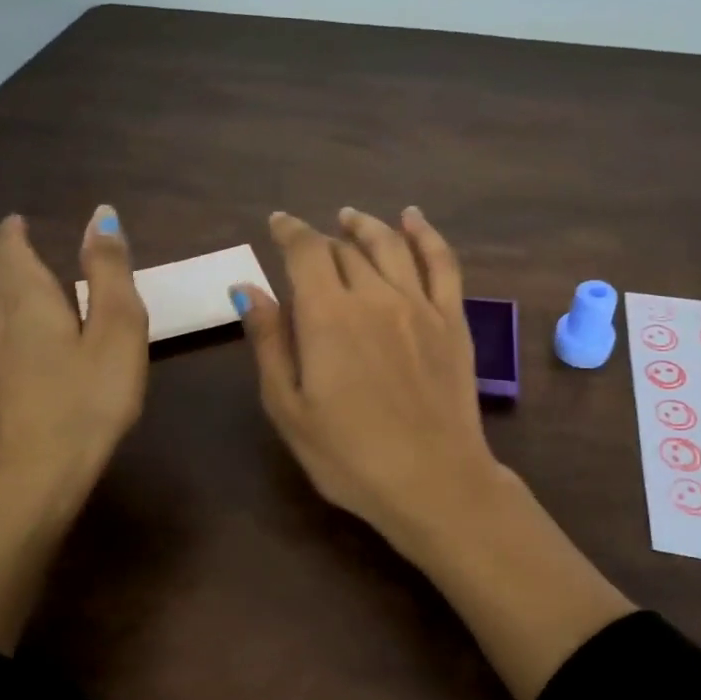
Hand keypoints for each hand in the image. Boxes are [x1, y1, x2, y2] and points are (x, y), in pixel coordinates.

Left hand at [0, 205, 146, 652]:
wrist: (26, 487)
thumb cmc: (86, 406)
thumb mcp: (118, 333)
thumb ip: (109, 271)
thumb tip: (99, 213)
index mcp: (24, 295)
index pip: (8, 246)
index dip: (15, 232)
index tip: (23, 224)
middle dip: (1, 257)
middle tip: (21, 252)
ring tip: (2, 289)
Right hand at [234, 207, 503, 559]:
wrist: (434, 481)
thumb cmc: (350, 456)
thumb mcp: (289, 409)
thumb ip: (269, 343)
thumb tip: (247, 289)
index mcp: (328, 316)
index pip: (305, 251)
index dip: (289, 231)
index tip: (278, 224)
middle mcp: (374, 296)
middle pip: (345, 249)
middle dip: (322, 240)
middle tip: (310, 245)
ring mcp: (420, 305)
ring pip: (390, 246)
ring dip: (367, 227)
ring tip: (351, 218)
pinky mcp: (453, 320)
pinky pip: (442, 263)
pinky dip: (426, 234)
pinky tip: (414, 219)